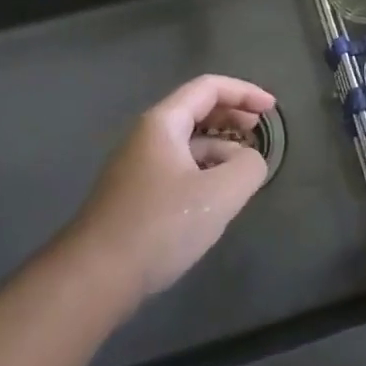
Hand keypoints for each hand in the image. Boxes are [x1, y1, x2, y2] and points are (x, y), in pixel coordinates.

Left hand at [67, 75, 274, 300]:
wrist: (94, 277)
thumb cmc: (159, 225)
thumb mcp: (219, 194)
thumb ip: (247, 168)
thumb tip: (251, 160)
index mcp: (163, 123)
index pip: (208, 88)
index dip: (244, 92)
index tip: (271, 109)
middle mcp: (147, 136)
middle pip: (196, 110)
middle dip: (232, 115)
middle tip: (260, 130)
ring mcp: (138, 166)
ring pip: (187, 142)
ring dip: (220, 146)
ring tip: (246, 168)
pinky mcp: (135, 195)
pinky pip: (178, 167)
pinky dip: (204, 169)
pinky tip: (218, 196)